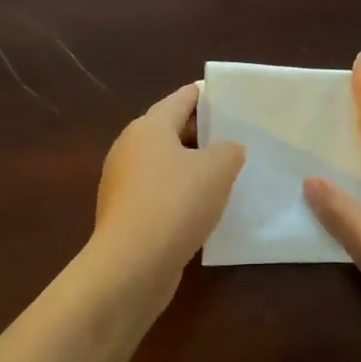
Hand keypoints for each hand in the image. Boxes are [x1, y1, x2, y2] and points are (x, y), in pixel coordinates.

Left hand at [91, 82, 245, 296]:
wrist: (132, 265)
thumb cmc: (175, 203)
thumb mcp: (217, 169)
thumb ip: (229, 150)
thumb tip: (226, 150)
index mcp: (149, 127)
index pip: (182, 98)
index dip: (207, 96)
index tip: (231, 98)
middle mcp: (129, 149)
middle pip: (170, 131)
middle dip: (202, 133)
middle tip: (237, 138)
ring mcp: (123, 184)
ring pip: (165, 165)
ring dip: (192, 167)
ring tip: (226, 175)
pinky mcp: (126, 215)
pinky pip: (159, 194)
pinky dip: (180, 195)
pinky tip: (204, 209)